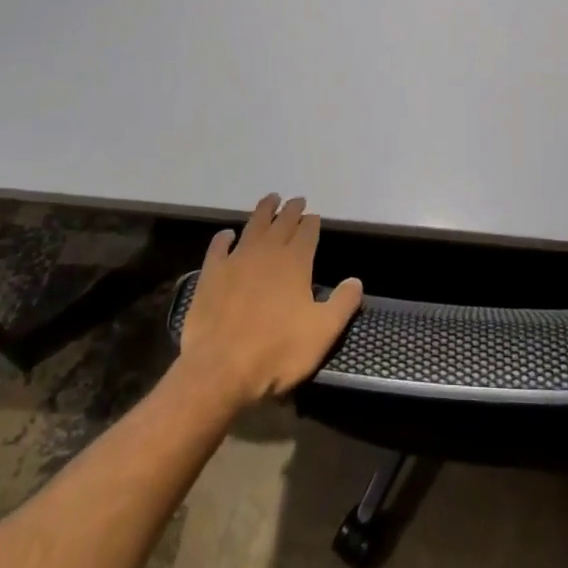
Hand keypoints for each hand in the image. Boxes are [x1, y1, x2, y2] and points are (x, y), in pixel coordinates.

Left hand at [175, 195, 362, 410]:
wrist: (220, 369)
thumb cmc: (277, 351)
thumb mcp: (322, 333)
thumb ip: (342, 304)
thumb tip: (356, 280)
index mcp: (296, 262)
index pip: (308, 232)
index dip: (312, 222)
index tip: (314, 216)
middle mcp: (267, 252)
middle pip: (282, 222)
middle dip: (292, 210)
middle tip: (297, 200)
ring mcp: (237, 259)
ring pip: (254, 225)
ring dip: (264, 210)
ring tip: (271, 199)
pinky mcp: (211, 273)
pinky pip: (218, 247)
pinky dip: (224, 238)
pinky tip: (227, 234)